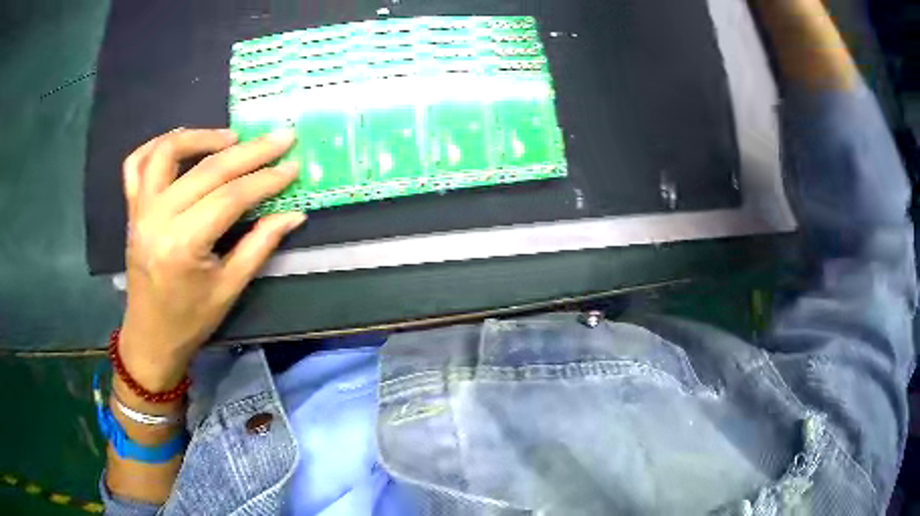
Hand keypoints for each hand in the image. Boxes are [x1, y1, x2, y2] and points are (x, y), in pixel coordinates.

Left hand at [118, 127, 305, 390]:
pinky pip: (136, 163)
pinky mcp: (132, 209)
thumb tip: (294, 214)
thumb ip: (260, 245)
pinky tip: (181, 142)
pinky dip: (157, 144)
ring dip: (201, 136)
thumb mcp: (230, 289)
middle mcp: (157, 219)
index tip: (292, 165)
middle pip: (207, 170)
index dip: (265, 180)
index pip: (230, 198)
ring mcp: (140, 210)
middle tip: (280, 137)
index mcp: (183, 246)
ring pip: (167, 152)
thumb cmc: (190, 321)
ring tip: (231, 137)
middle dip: (249, 152)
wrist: (150, 337)